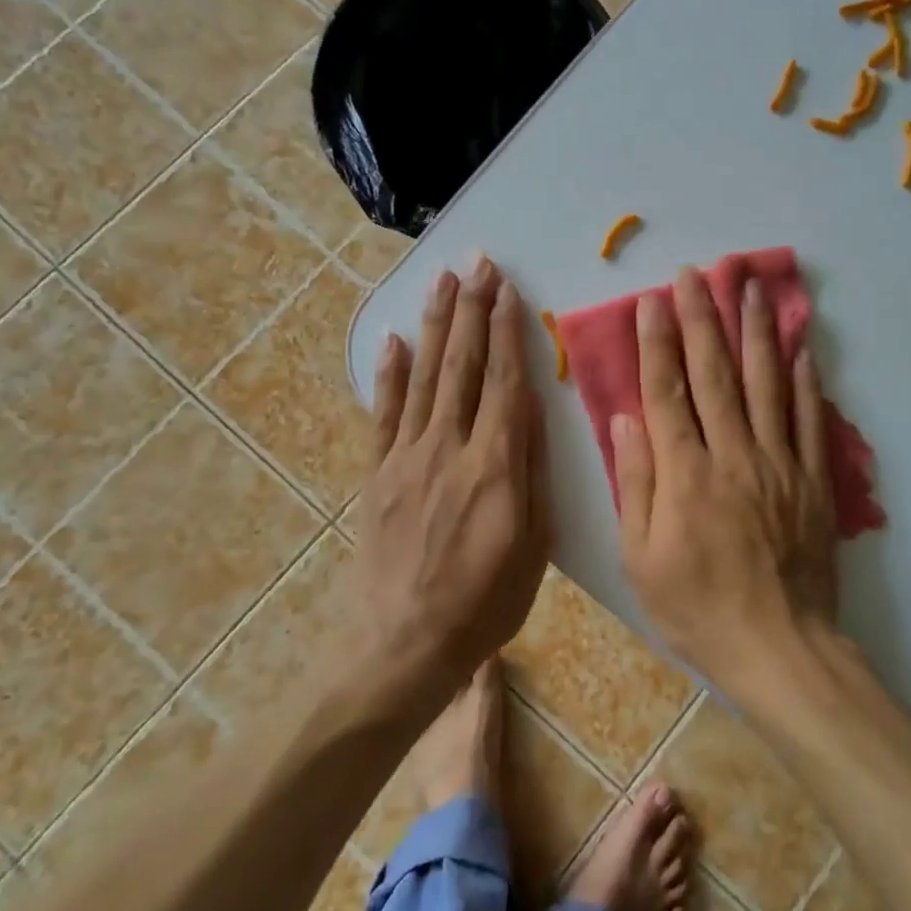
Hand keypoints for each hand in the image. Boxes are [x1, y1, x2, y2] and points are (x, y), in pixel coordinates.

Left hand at [358, 256, 549, 685]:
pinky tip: (395, 340)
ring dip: (436, 325)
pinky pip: (384, 414)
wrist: (404, 646)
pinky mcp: (379, 474)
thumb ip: (531, 471)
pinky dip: (389, 374)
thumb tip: (532, 411)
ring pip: (426, 377)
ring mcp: (407, 457)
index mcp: (494, 463)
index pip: (504, 381)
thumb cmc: (485, 601)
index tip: (507, 289)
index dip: (507, 331)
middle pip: (464, 366)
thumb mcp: (532, 543)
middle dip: (472, 310)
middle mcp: (449, 446)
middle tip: (478, 263)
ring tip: (443, 281)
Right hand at [613, 267, 838, 687]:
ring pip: (766, 383)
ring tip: (751, 287)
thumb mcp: (641, 559)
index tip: (651, 301)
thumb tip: (626, 420)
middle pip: (715, 373)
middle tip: (695, 273)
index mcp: (685, 474)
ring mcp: (779, 463)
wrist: (781, 649)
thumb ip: (634, 484)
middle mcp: (733, 455)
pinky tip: (802, 346)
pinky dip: (806, 380)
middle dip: (702, 317)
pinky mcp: (812, 479)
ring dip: (756, 331)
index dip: (657, 343)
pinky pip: (810, 419)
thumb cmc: (698, 607)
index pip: (666, 392)